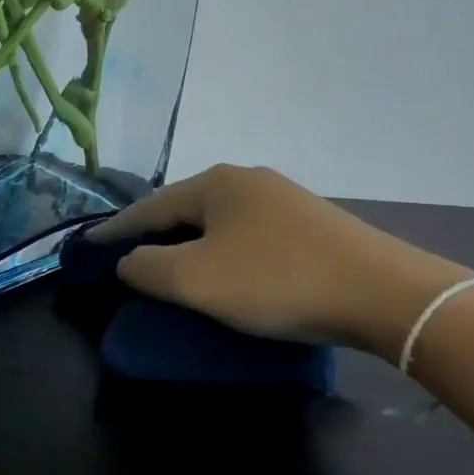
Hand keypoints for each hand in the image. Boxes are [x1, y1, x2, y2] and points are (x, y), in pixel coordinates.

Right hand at [88, 164, 471, 358]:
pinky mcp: (312, 224)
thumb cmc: (277, 281)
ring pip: (218, 221)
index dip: (115, 229)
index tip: (88, 245)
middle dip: (154, 234)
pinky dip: (223, 251)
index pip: (149, 206)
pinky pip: (247, 234)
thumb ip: (147, 268)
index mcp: (216, 183)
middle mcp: (248, 180)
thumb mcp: (195, 280)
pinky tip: (227, 270)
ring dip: (190, 243)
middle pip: (184, 208)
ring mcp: (284, 200)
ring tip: (173, 267)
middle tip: (128, 258)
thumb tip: (128, 262)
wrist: (385, 294)